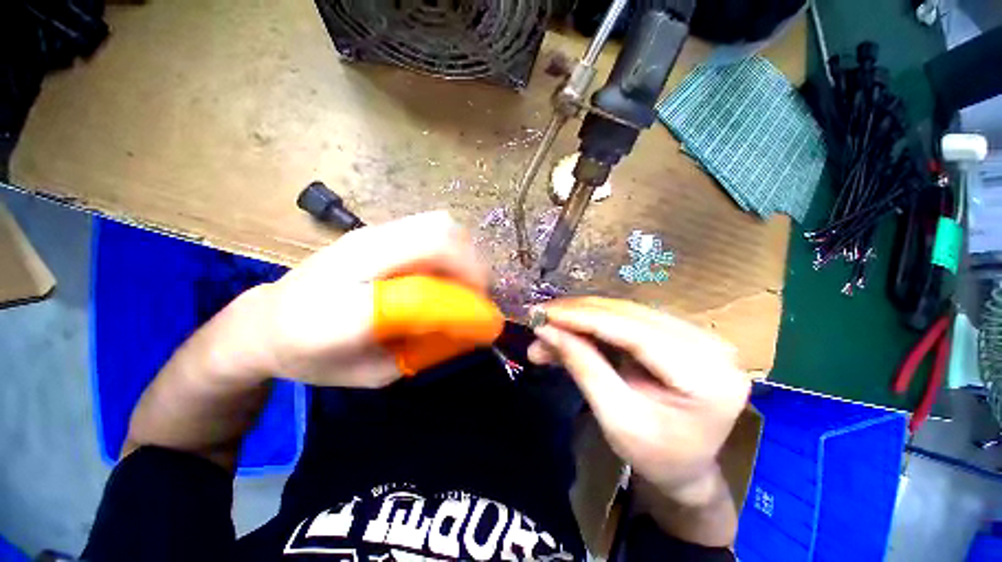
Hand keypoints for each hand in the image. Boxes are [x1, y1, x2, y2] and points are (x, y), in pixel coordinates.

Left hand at [236, 211, 489, 387]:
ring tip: (465, 282)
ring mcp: (366, 235)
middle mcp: (357, 257)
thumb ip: (421, 352)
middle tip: (477, 295)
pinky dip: (451, 247)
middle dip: (472, 267)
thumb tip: (466, 328)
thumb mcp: (371, 374)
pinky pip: (430, 227)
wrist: (264, 320)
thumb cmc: (313, 355)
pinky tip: (446, 270)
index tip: (483, 320)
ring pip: (439, 224)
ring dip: (465, 253)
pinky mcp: (373, 230)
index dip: (461, 304)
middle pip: (438, 236)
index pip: (420, 293)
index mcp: (342, 308)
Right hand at [527, 297, 750, 505]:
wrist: (687, 466)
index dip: (582, 318)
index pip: (632, 332)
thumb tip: (546, 330)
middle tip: (539, 319)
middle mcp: (707, 344)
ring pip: (623, 312)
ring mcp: (695, 334)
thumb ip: (583, 367)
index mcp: (704, 376)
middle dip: (576, 315)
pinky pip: (627, 318)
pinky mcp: (678, 331)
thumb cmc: (655, 456)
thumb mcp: (616, 419)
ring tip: (549, 330)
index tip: (542, 313)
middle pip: (627, 315)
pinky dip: (594, 323)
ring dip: (581, 319)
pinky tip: (571, 330)